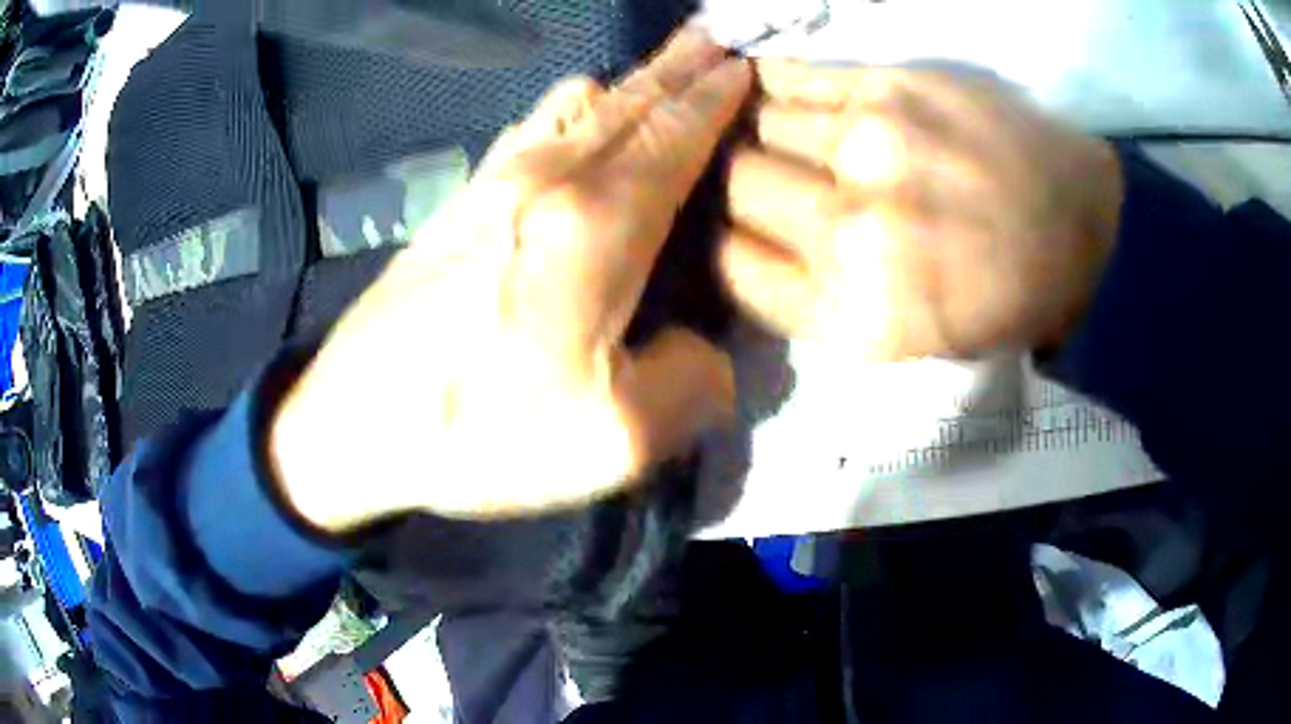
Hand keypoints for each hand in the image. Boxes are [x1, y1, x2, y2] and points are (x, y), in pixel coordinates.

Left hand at [269, 29, 751, 532]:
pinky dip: (574, 105)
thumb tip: (705, 351)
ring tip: (665, 69)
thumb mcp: (615, 440)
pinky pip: (531, 127)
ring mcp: (493, 182)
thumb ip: (692, 383)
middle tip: (718, 38)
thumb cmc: (481, 432)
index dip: (716, 98)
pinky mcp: (459, 202)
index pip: (676, 136)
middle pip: (629, 101)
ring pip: (578, 103)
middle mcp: (546, 178)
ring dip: (631, 81)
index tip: (745, 65)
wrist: (354, 425)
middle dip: (681, 66)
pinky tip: (580, 108)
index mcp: (595, 224)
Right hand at [719, 62, 1123, 357]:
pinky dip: (770, 84)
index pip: (730, 265)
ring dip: (755, 130)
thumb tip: (742, 242)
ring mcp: (869, 150)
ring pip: (754, 126)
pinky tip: (774, 88)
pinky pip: (792, 78)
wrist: (1080, 229)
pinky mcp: (890, 89)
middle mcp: (849, 234)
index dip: (726, 242)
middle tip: (760, 176)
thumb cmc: (998, 298)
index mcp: (851, 316)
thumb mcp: (905, 341)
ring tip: (771, 131)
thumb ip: (815, 299)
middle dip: (737, 184)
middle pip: (735, 188)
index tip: (741, 229)